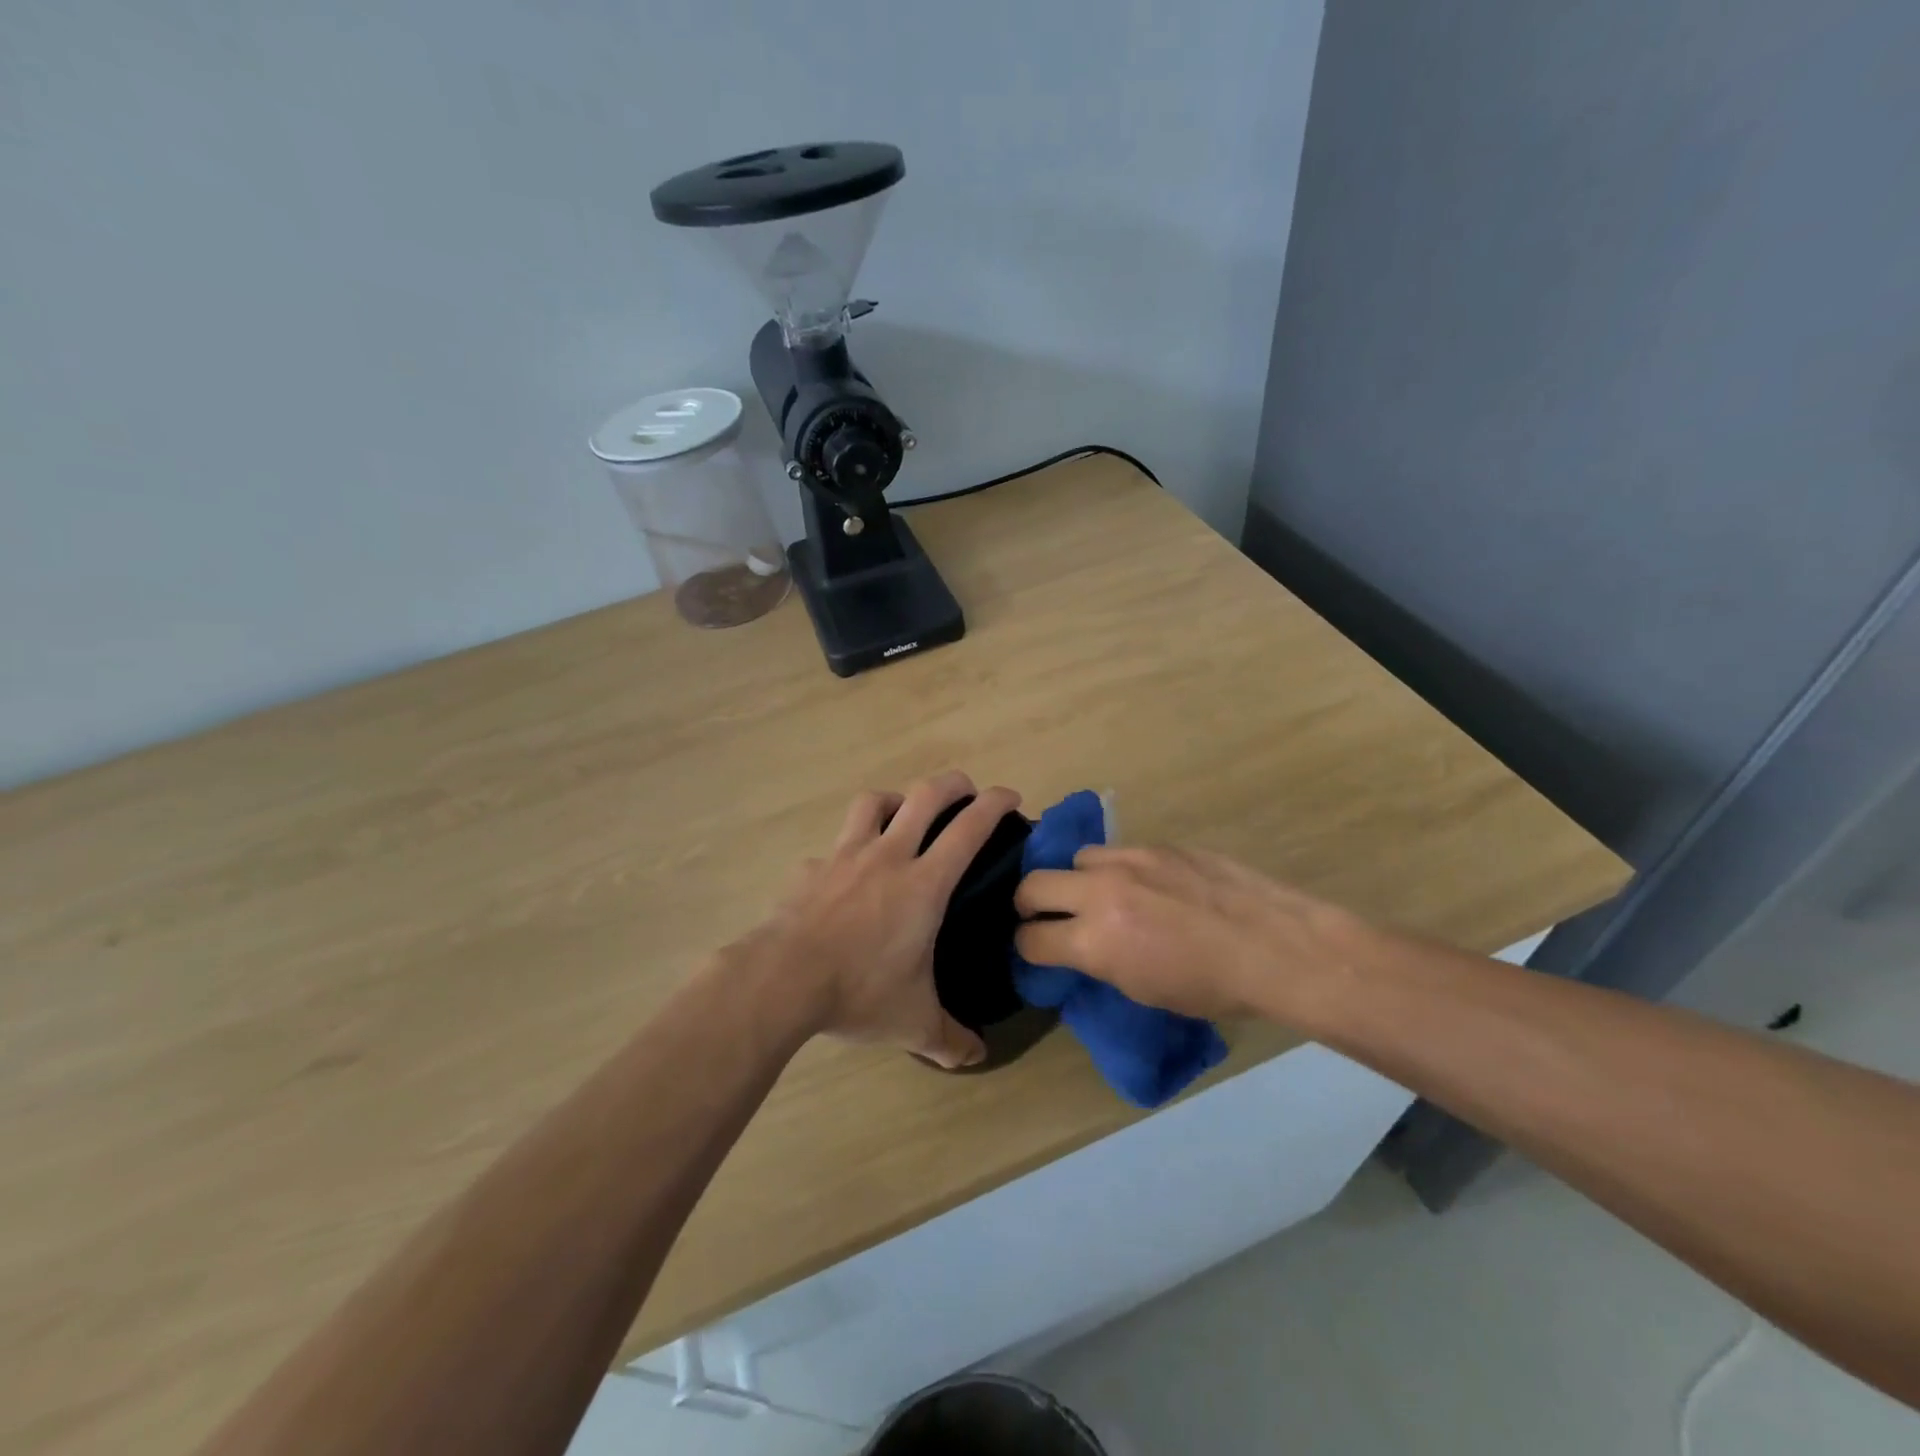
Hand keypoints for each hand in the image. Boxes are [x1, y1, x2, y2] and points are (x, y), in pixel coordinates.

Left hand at [743, 772, 1021, 1068]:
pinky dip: (847, 849)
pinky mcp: (811, 868)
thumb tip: (976, 1058)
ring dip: (896, 800)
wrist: (782, 980)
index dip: (995, 804)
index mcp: (924, 883)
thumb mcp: (913, 1023)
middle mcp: (888, 856)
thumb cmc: (859, 992)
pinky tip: (845, 873)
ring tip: (903, 815)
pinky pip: (834, 845)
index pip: (969, 828)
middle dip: (953, 784)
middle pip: (925, 795)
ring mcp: (845, 856)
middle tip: (966, 791)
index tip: (1010, 797)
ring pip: (874, 802)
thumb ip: (949, 1040)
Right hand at [1013, 845, 1375, 1025]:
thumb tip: (1079, 948)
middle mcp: (1101, 891)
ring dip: (1077, 880)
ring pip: (1076, 859)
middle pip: (1033, 884)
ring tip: (1100, 895)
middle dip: (1028, 903)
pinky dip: (1116, 869)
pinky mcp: (1158, 845)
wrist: (1274, 947)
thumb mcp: (1142, 990)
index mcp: (1096, 940)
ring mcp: (1130, 860)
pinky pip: (1118, 851)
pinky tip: (1144, 886)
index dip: (1026, 947)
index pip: (1031, 938)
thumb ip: (1099, 961)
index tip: (1034, 950)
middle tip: (1043, 916)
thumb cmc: (1212, 987)